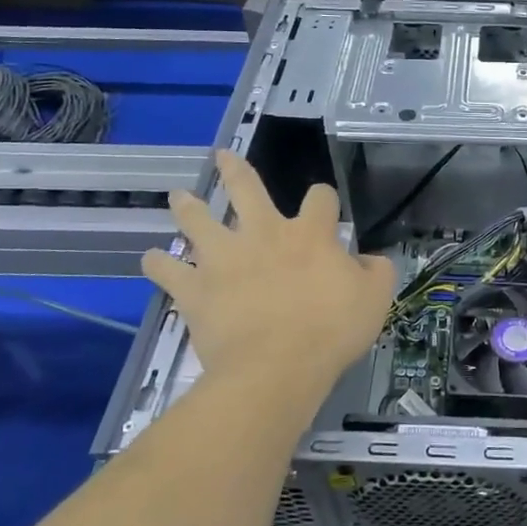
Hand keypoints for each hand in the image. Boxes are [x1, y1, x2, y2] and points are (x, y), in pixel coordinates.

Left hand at [140, 151, 395, 397]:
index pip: (320, 198)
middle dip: (234, 170)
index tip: (325, 206)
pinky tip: (150, 259)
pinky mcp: (196, 289)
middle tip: (223, 157)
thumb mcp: (376, 299)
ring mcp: (223, 259)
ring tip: (178, 197)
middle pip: (245, 189)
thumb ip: (376, 271)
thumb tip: (367, 259)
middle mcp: (263, 234)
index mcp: (309, 234)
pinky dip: (158, 264)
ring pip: (197, 221)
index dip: (324, 199)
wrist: (276, 368)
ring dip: (187, 207)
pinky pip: (168, 271)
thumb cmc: (331, 331)